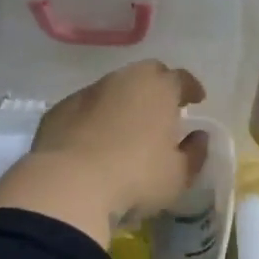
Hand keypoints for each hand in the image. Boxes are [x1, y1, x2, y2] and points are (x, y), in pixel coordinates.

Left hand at [0, 60, 208, 243]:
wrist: (68, 184)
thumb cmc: (136, 177)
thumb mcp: (178, 175)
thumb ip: (194, 153)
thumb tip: (199, 137)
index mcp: (159, 88)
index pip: (181, 78)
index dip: (190, 89)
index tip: (196, 100)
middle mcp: (123, 80)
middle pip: (146, 74)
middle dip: (158, 88)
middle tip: (163, 110)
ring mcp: (87, 92)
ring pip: (113, 89)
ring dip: (124, 102)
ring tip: (128, 127)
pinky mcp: (59, 110)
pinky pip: (85, 107)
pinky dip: (95, 117)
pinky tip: (94, 140)